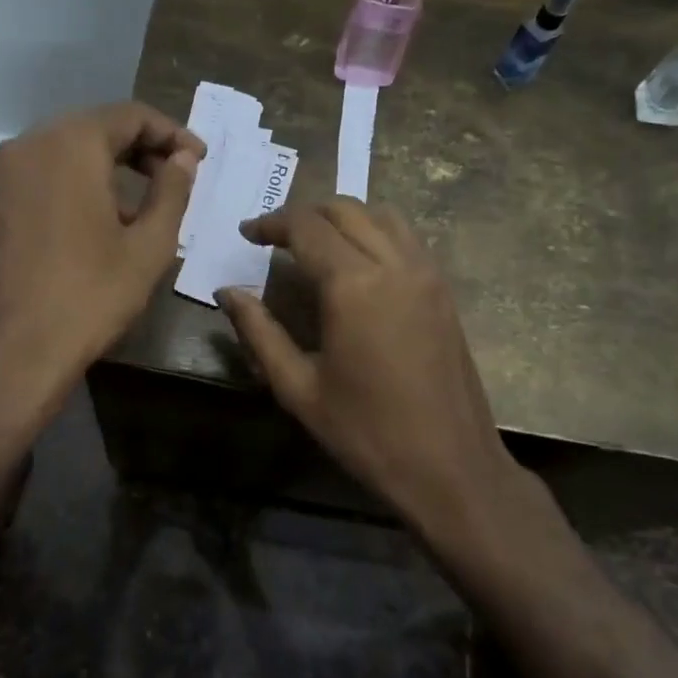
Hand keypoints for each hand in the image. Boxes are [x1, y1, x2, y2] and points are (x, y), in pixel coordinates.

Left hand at [0, 102, 202, 404]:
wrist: (8, 358)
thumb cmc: (89, 297)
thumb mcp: (148, 246)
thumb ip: (172, 191)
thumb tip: (182, 158)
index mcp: (68, 145)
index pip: (128, 115)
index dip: (170, 132)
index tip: (197, 158)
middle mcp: (22, 149)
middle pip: (87, 131)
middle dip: (134, 149)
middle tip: (168, 177)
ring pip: (54, 159)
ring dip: (95, 173)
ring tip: (127, 211)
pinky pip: (27, 191)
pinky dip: (59, 197)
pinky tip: (75, 236)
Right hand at [217, 200, 523, 534]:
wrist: (450, 467)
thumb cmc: (366, 432)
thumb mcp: (298, 388)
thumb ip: (258, 332)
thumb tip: (227, 292)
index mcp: (353, 285)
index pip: (306, 227)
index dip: (271, 223)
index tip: (247, 234)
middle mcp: (393, 264)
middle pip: (344, 209)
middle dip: (304, 215)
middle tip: (274, 238)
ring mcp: (426, 273)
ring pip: (381, 214)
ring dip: (343, 217)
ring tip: (315, 243)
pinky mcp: (443, 289)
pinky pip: (406, 237)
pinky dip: (374, 232)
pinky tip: (357, 263)